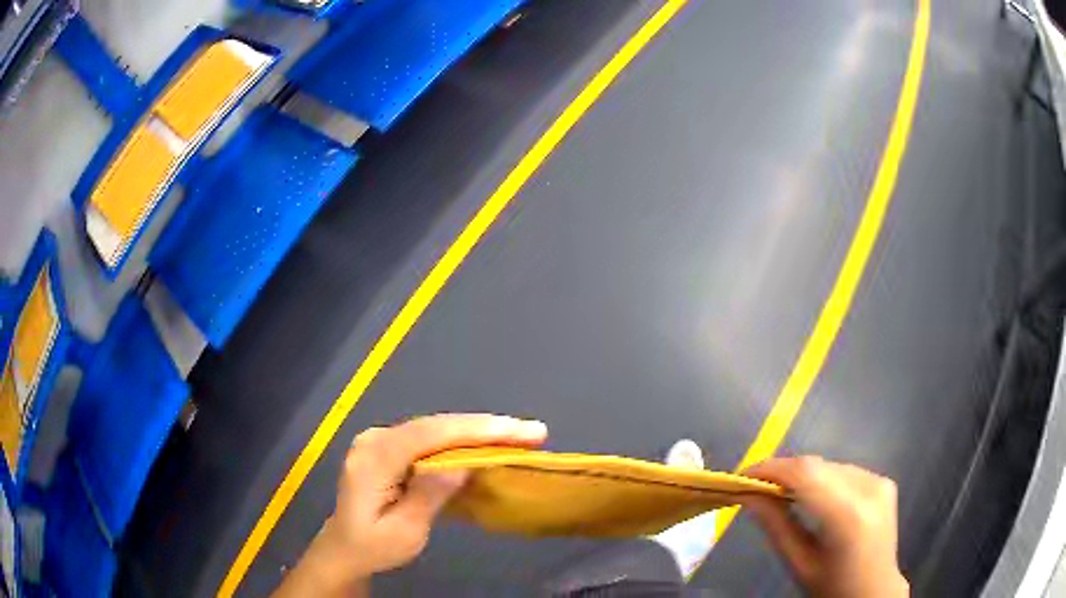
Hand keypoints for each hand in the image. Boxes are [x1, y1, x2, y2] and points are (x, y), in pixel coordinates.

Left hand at [273, 414, 547, 596]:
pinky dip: (460, 441)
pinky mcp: (387, 447)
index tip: (520, 431)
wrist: (345, 548)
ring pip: (435, 429)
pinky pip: (429, 439)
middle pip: (436, 426)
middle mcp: (374, 439)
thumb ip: (428, 495)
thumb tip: (462, 464)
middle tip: (533, 431)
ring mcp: (379, 440)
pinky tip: (486, 443)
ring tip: (519, 434)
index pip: (430, 435)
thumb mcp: (404, 532)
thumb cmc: (373, 547)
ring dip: (477, 432)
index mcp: (373, 459)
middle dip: (486, 427)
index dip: (478, 430)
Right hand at [744, 456, 908, 597]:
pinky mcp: (883, 481)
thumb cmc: (833, 587)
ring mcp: (879, 482)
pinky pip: (843, 471)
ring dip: (802, 475)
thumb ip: (776, 527)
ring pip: (829, 466)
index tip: (744, 475)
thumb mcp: (800, 564)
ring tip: (779, 491)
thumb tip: (750, 496)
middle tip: (757, 485)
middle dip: (784, 472)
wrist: (874, 590)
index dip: (773, 468)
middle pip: (818, 466)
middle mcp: (869, 490)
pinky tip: (811, 496)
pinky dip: (822, 479)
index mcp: (849, 517)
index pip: (807, 475)